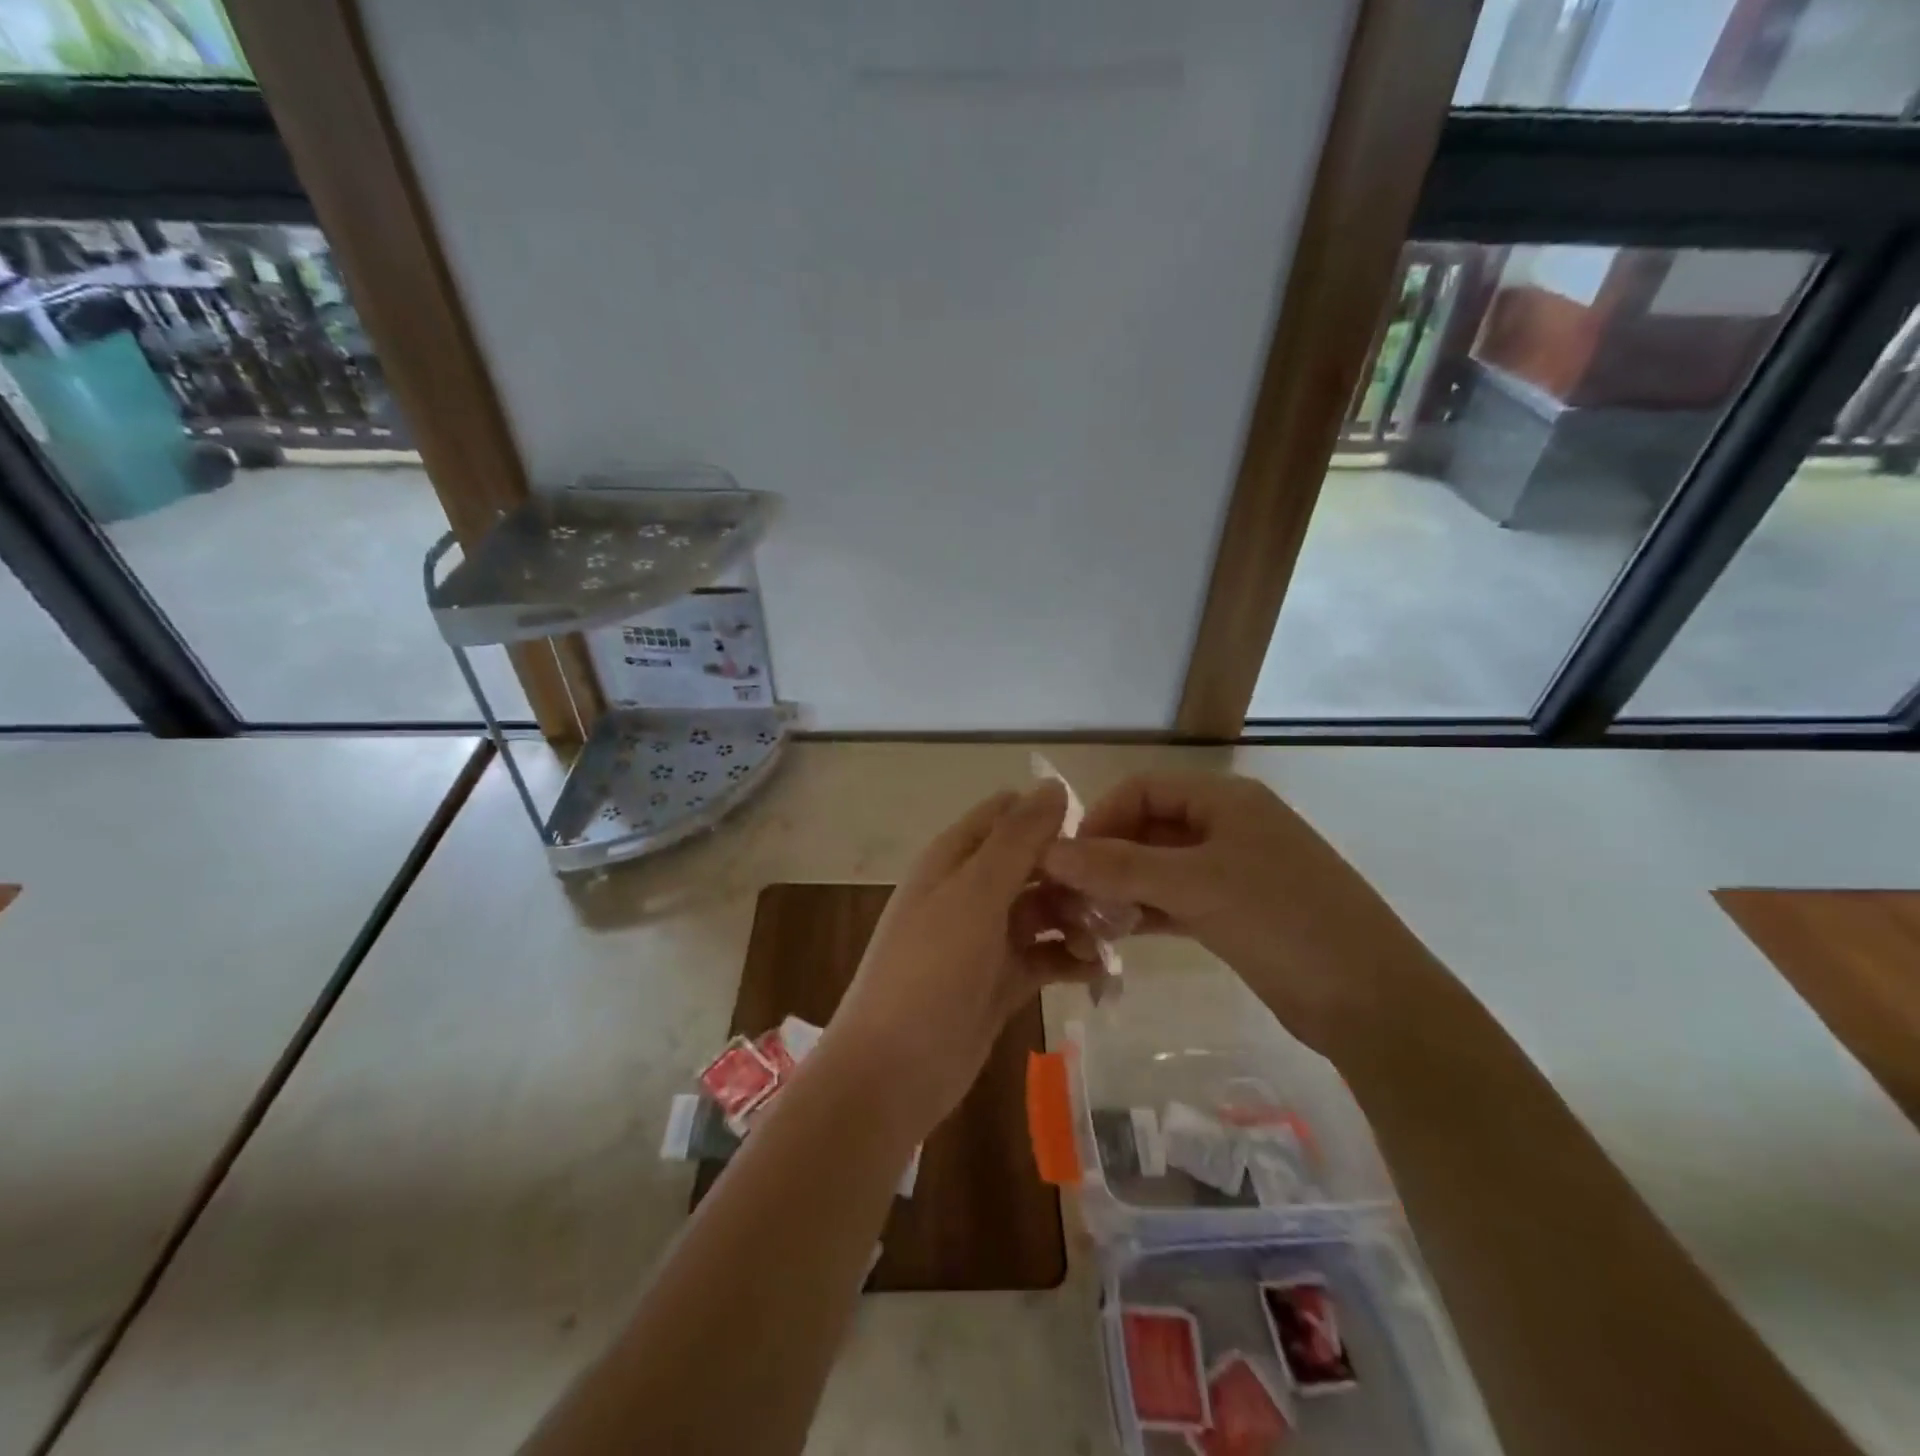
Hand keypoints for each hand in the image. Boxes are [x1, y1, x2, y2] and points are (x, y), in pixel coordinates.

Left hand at [821, 782, 1099, 1137]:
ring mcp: (986, 938)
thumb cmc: (929, 971)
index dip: (1050, 818)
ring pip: (1044, 910)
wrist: (892, 1072)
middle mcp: (970, 891)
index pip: (1007, 815)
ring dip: (1078, 917)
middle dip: (1074, 873)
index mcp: (954, 858)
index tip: (1098, 837)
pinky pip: (1045, 956)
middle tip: (1120, 894)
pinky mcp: (1002, 980)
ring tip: (1114, 936)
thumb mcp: (974, 895)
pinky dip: (1071, 958)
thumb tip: (1053, 786)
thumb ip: (1015, 840)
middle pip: (1032, 863)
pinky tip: (1101, 970)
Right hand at [1039, 771, 1432, 1055]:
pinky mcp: (1237, 911)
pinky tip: (1117, 933)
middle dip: (1108, 858)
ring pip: (1161, 867)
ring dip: (1123, 889)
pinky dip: (1147, 911)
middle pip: (1149, 827)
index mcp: (1225, 799)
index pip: (1142, 789)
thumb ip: (1119, 866)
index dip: (1101, 818)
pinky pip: (1178, 899)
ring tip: (1087, 921)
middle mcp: (1228, 826)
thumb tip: (1049, 851)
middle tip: (1070, 898)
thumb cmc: (1282, 921)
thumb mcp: (1195, 885)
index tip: (1069, 861)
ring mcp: (1235, 870)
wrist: (1372, 1001)